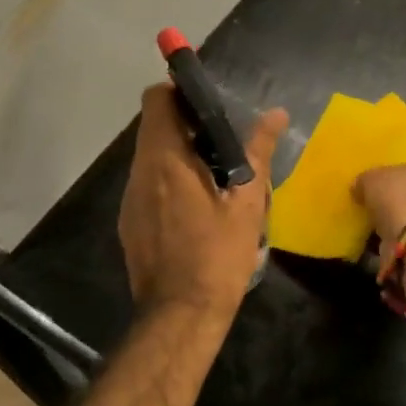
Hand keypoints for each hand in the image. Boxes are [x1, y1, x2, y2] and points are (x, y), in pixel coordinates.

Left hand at [118, 85, 287, 323]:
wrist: (181, 315)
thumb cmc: (218, 255)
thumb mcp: (247, 202)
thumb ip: (258, 153)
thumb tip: (276, 115)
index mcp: (166, 160)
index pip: (156, 100)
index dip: (177, 91)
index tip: (206, 101)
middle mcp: (140, 173)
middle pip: (153, 127)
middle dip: (185, 124)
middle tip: (222, 140)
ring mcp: (130, 199)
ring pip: (150, 157)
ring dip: (177, 154)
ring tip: (214, 173)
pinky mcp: (129, 223)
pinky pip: (147, 185)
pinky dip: (168, 180)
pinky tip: (196, 206)